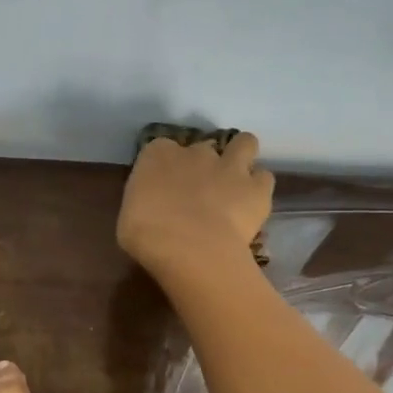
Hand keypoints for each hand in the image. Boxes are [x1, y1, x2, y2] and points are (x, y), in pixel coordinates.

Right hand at [117, 131, 274, 279]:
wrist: (190, 249)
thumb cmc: (147, 235)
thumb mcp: (129, 217)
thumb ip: (144, 202)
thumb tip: (152, 206)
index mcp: (157, 156)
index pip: (161, 149)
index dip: (165, 166)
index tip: (164, 185)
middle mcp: (196, 152)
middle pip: (203, 147)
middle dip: (203, 163)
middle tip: (200, 189)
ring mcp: (230, 166)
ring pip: (245, 144)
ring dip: (241, 158)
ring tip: (235, 182)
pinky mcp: (257, 188)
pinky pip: (263, 178)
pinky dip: (258, 188)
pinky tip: (250, 205)